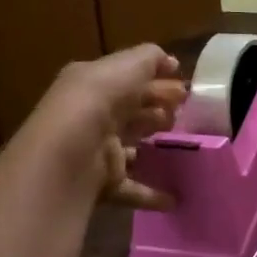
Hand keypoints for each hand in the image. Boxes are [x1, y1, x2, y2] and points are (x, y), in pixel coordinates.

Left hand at [27, 44, 188, 209]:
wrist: (70, 151)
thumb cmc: (99, 100)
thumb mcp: (127, 65)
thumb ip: (150, 58)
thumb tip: (170, 62)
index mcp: (92, 83)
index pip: (128, 78)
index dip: (157, 79)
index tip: (185, 88)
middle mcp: (91, 115)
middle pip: (131, 110)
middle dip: (159, 108)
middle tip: (185, 113)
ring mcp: (96, 150)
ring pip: (131, 145)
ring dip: (155, 145)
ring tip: (183, 145)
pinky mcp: (102, 182)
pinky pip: (131, 187)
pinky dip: (152, 192)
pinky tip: (174, 197)